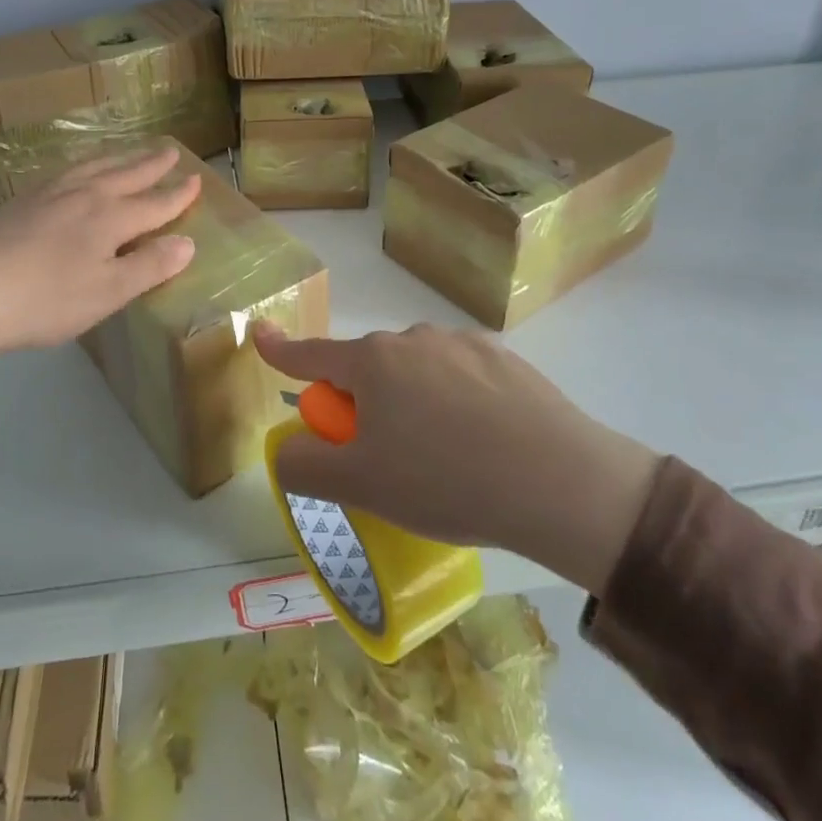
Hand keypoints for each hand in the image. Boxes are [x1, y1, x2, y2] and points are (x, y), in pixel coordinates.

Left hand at [0, 144, 201, 350]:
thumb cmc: (47, 299)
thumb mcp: (107, 292)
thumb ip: (149, 266)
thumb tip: (188, 243)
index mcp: (111, 219)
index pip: (154, 204)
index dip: (177, 196)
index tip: (196, 179)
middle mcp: (86, 196)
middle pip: (126, 175)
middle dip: (151, 165)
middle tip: (171, 150)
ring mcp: (51, 193)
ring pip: (95, 167)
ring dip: (120, 158)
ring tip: (132, 151)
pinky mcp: (23, 200)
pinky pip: (67, 170)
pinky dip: (86, 164)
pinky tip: (79, 170)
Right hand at [254, 323, 659, 592]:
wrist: (560, 483)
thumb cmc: (446, 481)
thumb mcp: (360, 485)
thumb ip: (305, 466)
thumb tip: (288, 448)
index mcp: (372, 362)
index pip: (312, 354)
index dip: (281, 350)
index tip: (261, 335)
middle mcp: (413, 339)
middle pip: (368, 370)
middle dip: (362, 406)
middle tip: (387, 460)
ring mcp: (462, 343)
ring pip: (416, 372)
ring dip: (410, 403)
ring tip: (444, 457)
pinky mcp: (504, 358)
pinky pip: (459, 376)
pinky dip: (455, 401)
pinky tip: (483, 442)